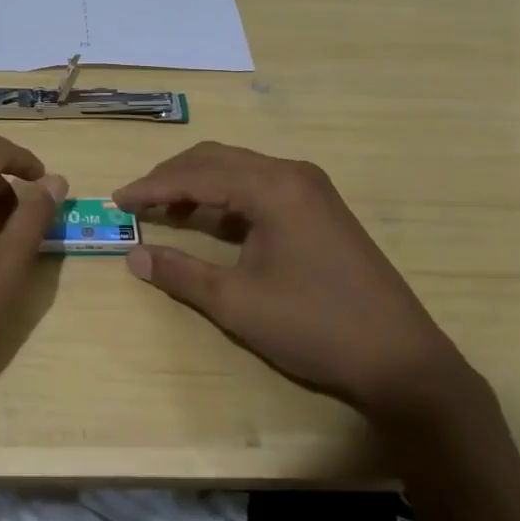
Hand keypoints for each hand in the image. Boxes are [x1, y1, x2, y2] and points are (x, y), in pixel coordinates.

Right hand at [114, 142, 476, 422]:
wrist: (402, 361)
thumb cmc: (314, 326)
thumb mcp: (236, 303)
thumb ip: (180, 273)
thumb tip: (133, 254)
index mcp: (273, 187)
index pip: (196, 174)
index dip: (152, 187)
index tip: (117, 199)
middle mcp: (292, 174)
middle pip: (217, 159)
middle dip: (172, 177)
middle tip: (137, 200)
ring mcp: (311, 190)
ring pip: (239, 170)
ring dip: (199, 184)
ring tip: (165, 210)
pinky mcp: (321, 209)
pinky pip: (260, 187)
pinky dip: (226, 197)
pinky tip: (210, 221)